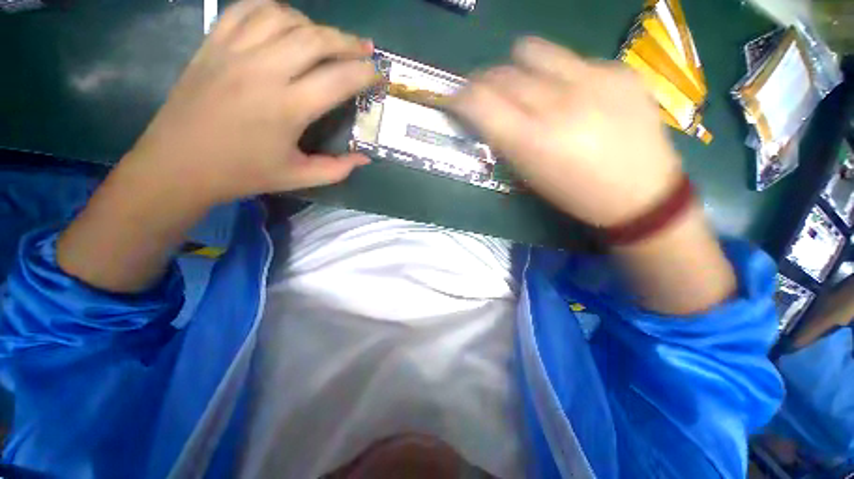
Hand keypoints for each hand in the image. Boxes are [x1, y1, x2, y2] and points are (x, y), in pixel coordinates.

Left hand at [124, 0, 375, 205]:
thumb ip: (337, 169)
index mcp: (287, 108)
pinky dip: (274, 9)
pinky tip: (286, 22)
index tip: (378, 72)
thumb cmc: (243, 174)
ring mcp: (234, 51)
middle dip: (347, 41)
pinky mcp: (213, 44)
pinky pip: (247, 9)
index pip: (338, 79)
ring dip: (314, 24)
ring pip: (283, 17)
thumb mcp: (298, 178)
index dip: (364, 73)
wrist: (178, 164)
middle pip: (315, 39)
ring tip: (327, 38)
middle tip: (364, 48)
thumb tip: (365, 158)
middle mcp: (263, 71)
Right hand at [451, 37, 681, 226]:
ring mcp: (592, 80)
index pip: (479, 102)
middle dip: (483, 82)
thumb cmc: (574, 194)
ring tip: (525, 84)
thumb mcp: (528, 175)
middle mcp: (558, 103)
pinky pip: (571, 60)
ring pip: (531, 52)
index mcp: (532, 141)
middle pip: (501, 74)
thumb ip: (503, 139)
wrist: (641, 192)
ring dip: (517, 67)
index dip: (460, 97)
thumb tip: (483, 112)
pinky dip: (559, 75)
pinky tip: (574, 95)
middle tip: (484, 93)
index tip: (456, 100)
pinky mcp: (618, 69)